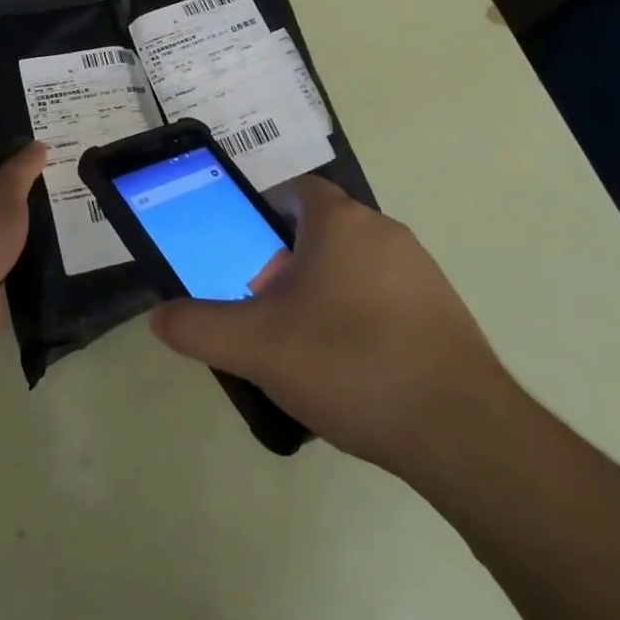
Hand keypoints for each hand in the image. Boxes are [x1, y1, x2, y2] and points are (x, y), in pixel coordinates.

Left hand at [0, 142, 47, 349]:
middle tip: (39, 197)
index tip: (31, 168)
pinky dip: (4, 260)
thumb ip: (23, 167)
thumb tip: (38, 144)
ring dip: (5, 233)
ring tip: (39, 228)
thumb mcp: (8, 190)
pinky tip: (27, 259)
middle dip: (5, 200)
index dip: (3, 164)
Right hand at [149, 175, 512, 480]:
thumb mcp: (257, 348)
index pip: (297, 190)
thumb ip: (200, 327)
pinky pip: (388, 295)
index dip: (266, 212)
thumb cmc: (349, 364)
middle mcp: (384, 230)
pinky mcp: (443, 308)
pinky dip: (363, 315)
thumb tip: (160, 317)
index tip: (247, 253)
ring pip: (356, 263)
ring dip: (327, 289)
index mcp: (340, 222)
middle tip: (267, 307)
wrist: (460, 429)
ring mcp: (420, 269)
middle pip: (324, 229)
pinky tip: (354, 369)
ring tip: (306, 345)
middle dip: (290, 260)